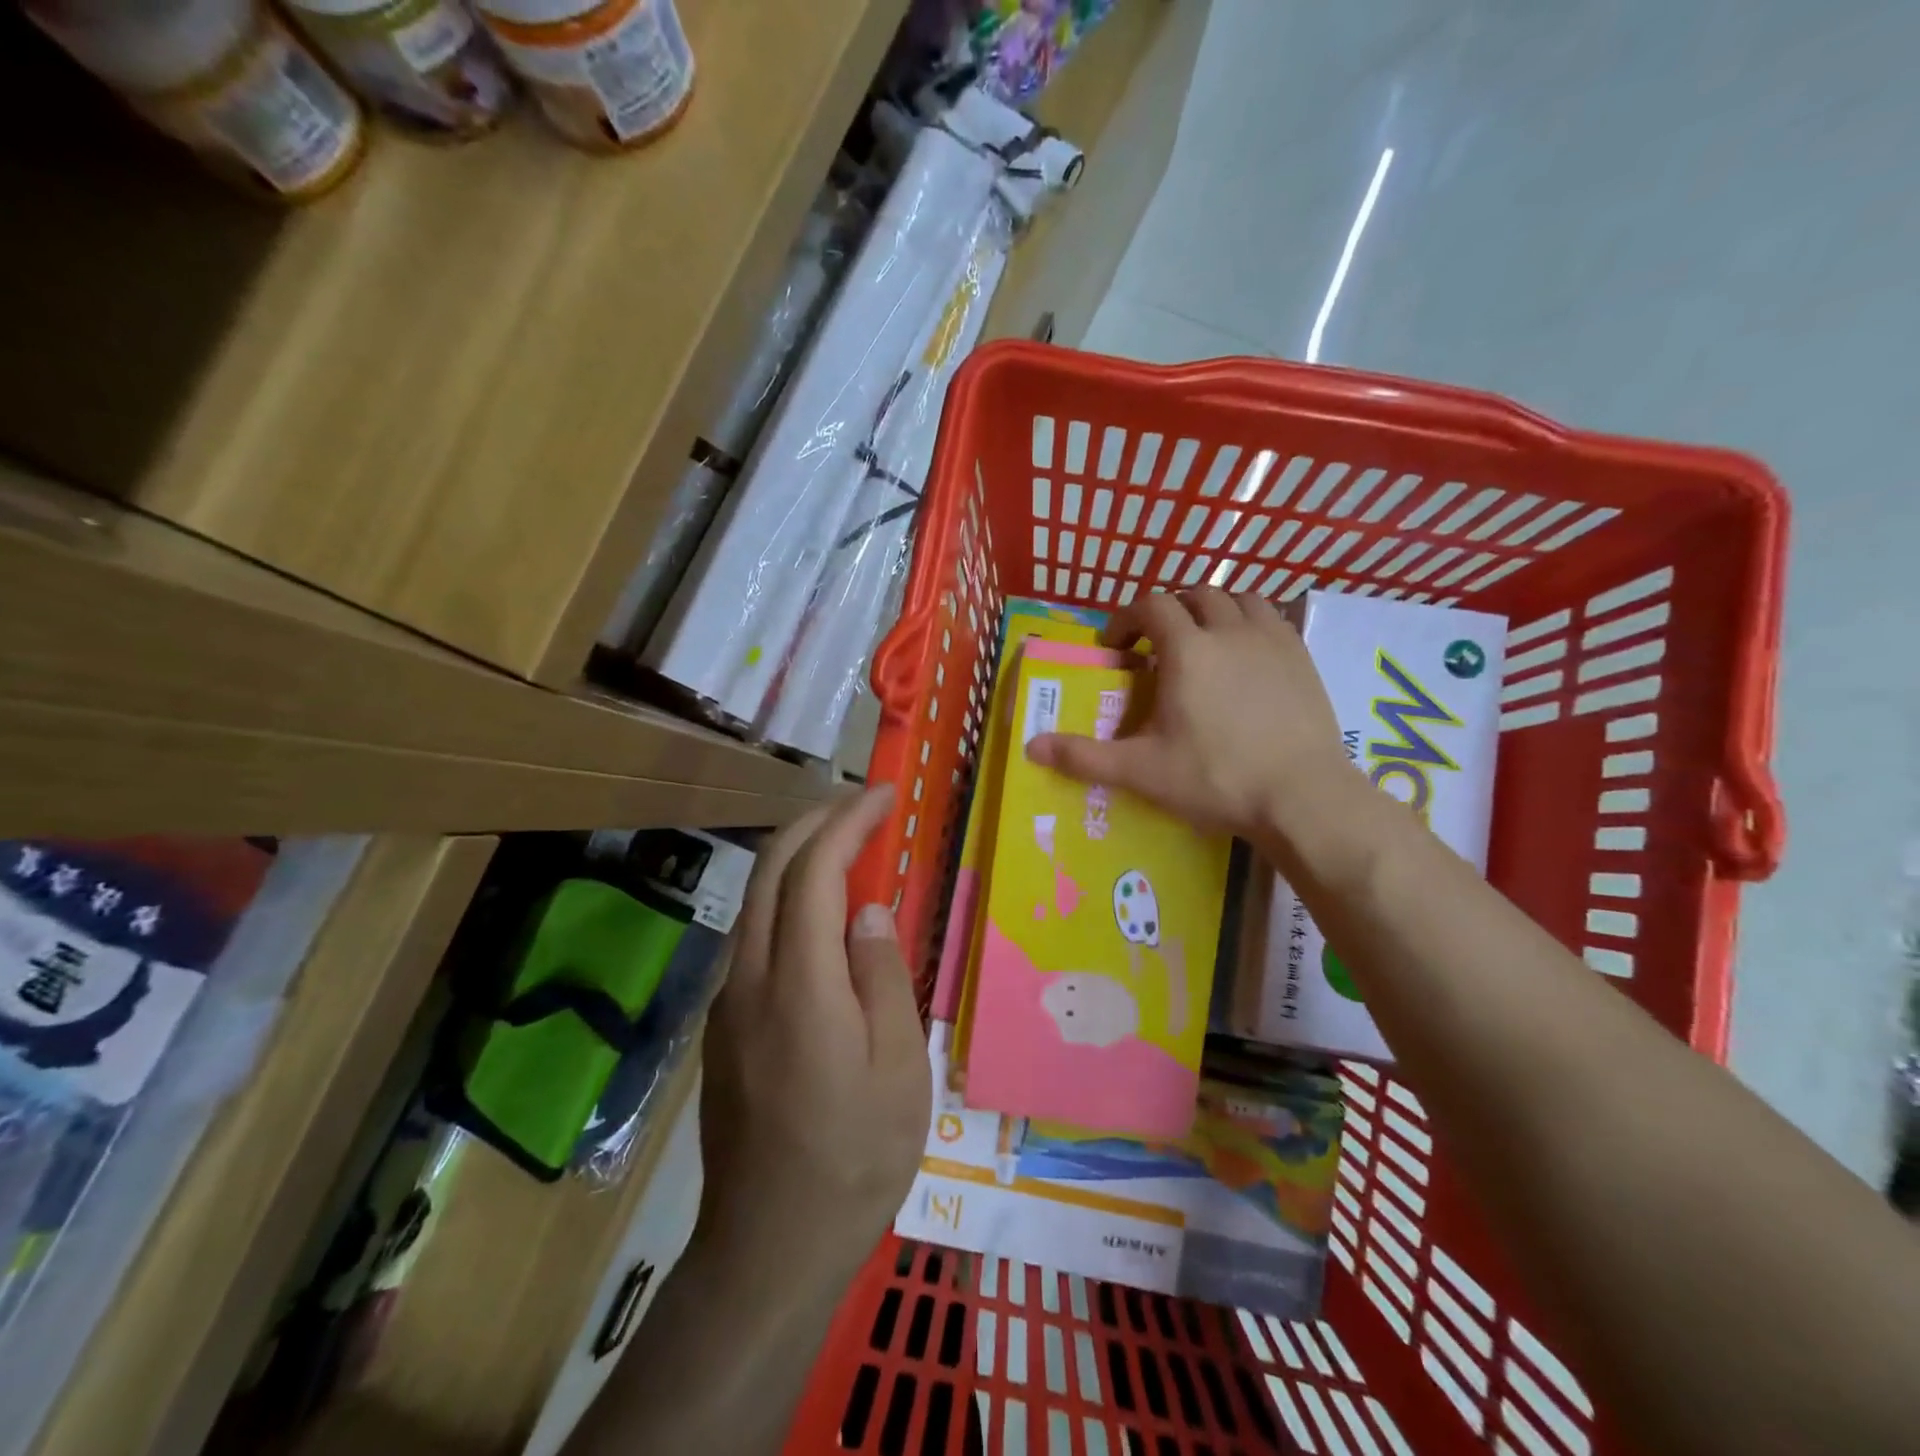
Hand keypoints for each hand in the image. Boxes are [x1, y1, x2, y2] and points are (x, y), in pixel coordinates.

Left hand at [699, 785, 929, 1295]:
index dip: (847, 822)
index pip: (815, 872)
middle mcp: (751, 978)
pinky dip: (788, 900)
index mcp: (800, 985)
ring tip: (848, 847)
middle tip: (861, 806)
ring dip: (798, 857)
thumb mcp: (900, 1069)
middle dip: (814, 822)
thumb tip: (868, 908)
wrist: (769, 1247)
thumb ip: (882, 976)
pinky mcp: (724, 1025)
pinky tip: (823, 918)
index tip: (882, 796)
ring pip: (755, 900)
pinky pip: (755, 937)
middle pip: (770, 870)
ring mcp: (729, 1002)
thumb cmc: (855, 1158)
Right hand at [1027, 588, 1351, 841]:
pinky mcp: (1302, 656)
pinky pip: (1272, 617)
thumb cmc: (1216, 778)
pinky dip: (1250, 622)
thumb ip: (1085, 756)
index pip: (1151, 604)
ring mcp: (1272, 639)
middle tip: (1157, 645)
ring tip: (1204, 642)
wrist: (1302, 796)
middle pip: (1195, 593)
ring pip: (1239, 598)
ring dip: (1213, 609)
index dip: (1127, 618)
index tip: (1117, 648)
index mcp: (1187, 649)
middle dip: (1170, 610)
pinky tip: (1246, 656)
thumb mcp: (1142, 771)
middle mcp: (1229, 630)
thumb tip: (1031, 748)